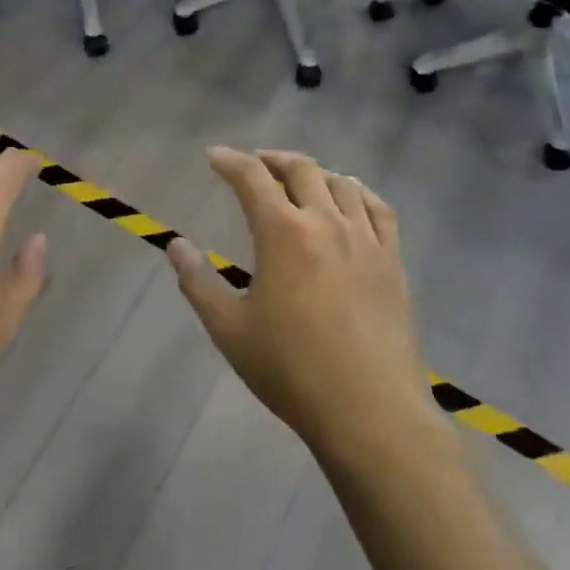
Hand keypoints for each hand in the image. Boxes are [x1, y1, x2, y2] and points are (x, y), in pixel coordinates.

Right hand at [167, 148, 431, 459]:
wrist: (370, 412)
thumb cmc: (291, 370)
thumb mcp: (229, 330)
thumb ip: (198, 282)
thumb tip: (176, 245)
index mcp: (283, 233)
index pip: (252, 177)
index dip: (230, 161)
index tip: (214, 157)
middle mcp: (326, 222)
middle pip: (301, 169)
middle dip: (272, 159)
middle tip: (254, 164)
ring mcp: (366, 240)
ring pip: (341, 183)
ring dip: (314, 172)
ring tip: (299, 179)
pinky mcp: (393, 261)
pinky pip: (379, 209)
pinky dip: (359, 192)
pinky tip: (351, 199)